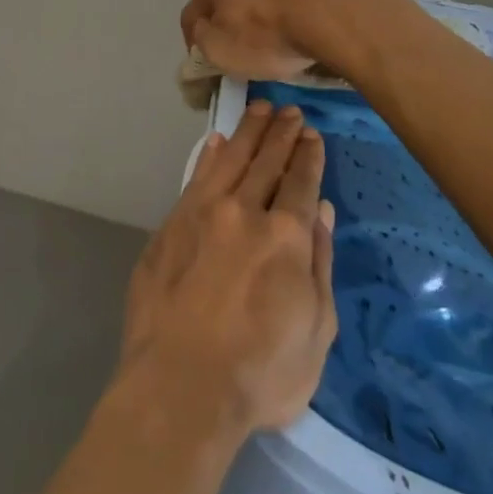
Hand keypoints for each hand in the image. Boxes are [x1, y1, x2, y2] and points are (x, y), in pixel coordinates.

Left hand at [117, 101, 339, 435]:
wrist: (179, 384)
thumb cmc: (260, 373)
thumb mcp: (315, 330)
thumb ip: (319, 263)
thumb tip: (321, 211)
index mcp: (284, 236)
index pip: (300, 182)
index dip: (308, 156)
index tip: (312, 134)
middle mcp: (243, 211)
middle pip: (266, 161)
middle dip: (281, 133)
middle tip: (290, 111)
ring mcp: (201, 213)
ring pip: (229, 159)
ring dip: (247, 132)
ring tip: (259, 109)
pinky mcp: (171, 224)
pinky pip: (195, 178)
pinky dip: (209, 156)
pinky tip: (216, 143)